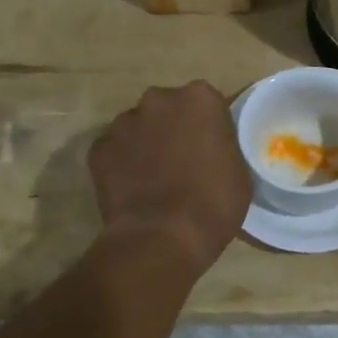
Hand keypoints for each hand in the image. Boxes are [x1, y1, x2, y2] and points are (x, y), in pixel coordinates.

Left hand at [88, 81, 250, 277]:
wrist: (162, 238)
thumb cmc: (213, 204)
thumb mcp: (239, 172)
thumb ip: (224, 146)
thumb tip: (211, 148)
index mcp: (200, 99)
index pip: (208, 103)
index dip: (210, 127)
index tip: (212, 149)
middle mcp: (158, 100)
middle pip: (169, 109)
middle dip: (174, 128)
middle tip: (184, 162)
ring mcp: (123, 124)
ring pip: (139, 127)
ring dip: (147, 144)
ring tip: (155, 179)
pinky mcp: (98, 150)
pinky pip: (115, 152)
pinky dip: (122, 165)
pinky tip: (133, 190)